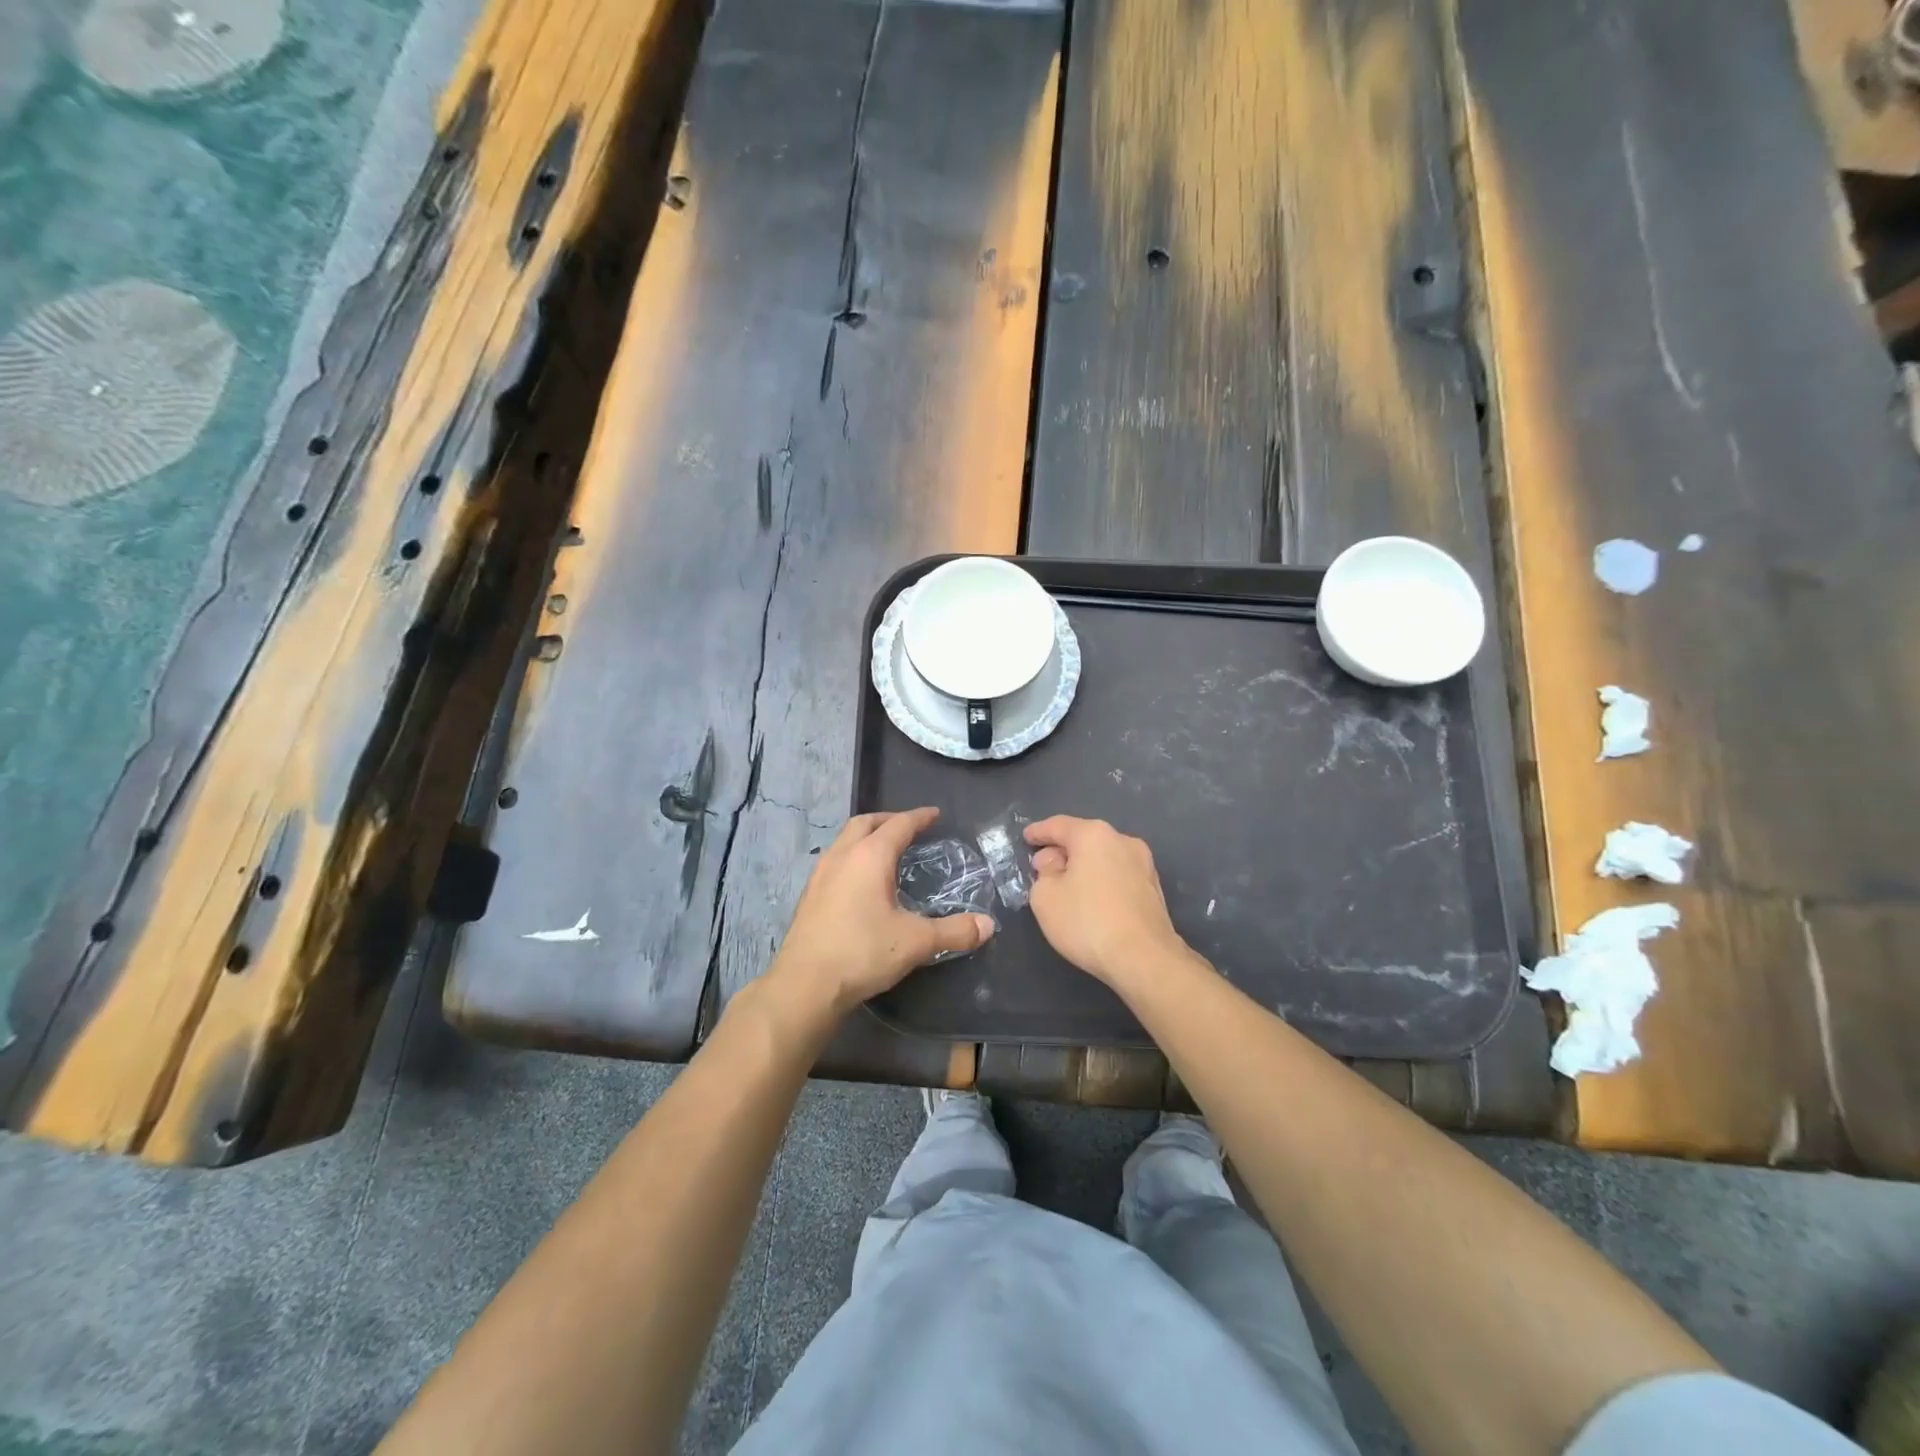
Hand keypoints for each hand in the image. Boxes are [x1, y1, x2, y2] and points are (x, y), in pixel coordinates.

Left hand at [771, 808, 994, 1015]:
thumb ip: (954, 931)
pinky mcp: (809, 895)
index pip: (898, 825)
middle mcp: (842, 856)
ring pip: (845, 840)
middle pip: (865, 823)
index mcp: (870, 857)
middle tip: (909, 828)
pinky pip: (834, 861)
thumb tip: (988, 925)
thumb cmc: (862, 952)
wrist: (805, 984)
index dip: (919, 817)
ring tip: (885, 852)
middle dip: (888, 820)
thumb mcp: (916, 942)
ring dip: (866, 837)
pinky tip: (860, 882)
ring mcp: (820, 875)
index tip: (934, 814)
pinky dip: (852, 857)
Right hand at [1025, 816, 1190, 992]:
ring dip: (1083, 867)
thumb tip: (1054, 862)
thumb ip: (1043, 872)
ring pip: (1103, 857)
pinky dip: (1101, 880)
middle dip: (1061, 850)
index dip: (1038, 832)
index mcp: (1094, 835)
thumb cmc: (1087, 922)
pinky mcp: (1154, 888)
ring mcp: (1143, 864)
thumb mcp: (1045, 898)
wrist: (1145, 959)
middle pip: (1084, 839)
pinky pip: (1118, 875)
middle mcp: (1123, 840)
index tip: (1026, 838)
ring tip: (1066, 887)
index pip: (1058, 826)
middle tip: (1042, 868)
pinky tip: (1092, 900)